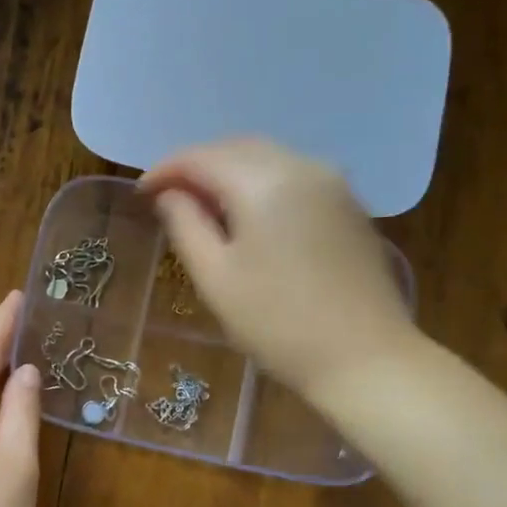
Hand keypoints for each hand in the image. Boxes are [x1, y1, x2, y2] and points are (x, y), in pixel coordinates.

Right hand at [142, 138, 419, 401]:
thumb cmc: (277, 323)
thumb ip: (185, 225)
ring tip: (202, 206)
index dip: (165, 170)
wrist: (365, 358)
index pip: (201, 158)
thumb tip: (169, 195)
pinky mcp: (348, 205)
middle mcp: (302, 166)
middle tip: (168, 197)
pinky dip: (260, 183)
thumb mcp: (215, 277)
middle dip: (197, 166)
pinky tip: (246, 214)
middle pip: (236, 148)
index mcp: (264, 182)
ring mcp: (333, 183)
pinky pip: (292, 175)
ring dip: (228, 172)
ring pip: (267, 158)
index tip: (141, 193)